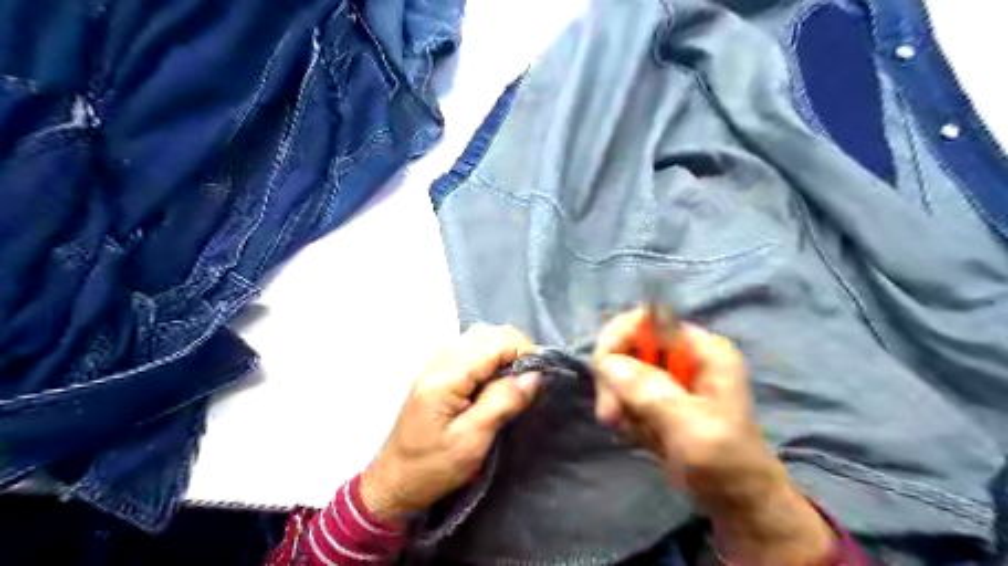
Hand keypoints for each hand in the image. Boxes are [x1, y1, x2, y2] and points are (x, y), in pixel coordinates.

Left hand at [362, 325, 543, 522]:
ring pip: (480, 336)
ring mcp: (436, 362)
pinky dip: (491, 355)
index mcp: (445, 377)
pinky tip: (495, 379)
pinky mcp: (438, 370)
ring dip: (504, 351)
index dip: (523, 352)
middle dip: (515, 349)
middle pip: (488, 333)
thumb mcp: (472, 441)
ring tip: (515, 380)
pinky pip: (470, 347)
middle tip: (529, 380)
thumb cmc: (432, 467)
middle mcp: (439, 360)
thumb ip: (503, 402)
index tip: (537, 378)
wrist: (394, 481)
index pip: (494, 342)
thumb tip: (535, 374)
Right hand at [592, 310, 830, 564]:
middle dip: (614, 380)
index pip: (646, 320)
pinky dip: (624, 415)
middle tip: (613, 416)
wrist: (737, 503)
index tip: (604, 375)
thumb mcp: (690, 429)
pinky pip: (624, 394)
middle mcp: (684, 356)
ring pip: (621, 372)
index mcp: (702, 349)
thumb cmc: (725, 465)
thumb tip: (607, 361)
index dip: (618, 339)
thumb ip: (651, 393)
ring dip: (618, 403)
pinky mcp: (659, 397)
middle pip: (627, 346)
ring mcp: (671, 377)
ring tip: (633, 432)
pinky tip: (639, 437)